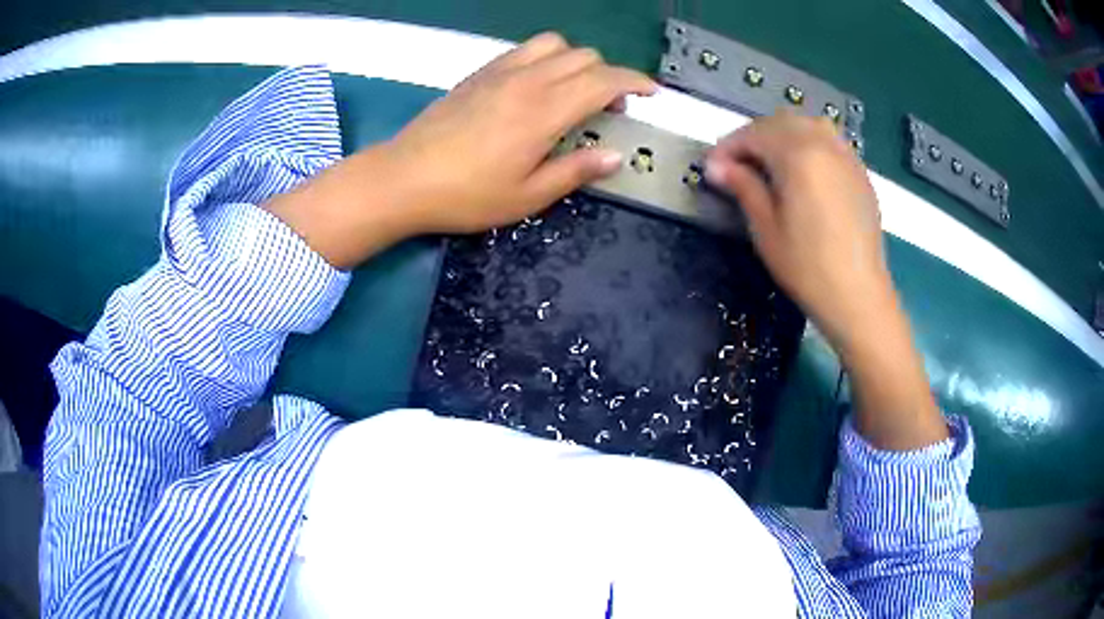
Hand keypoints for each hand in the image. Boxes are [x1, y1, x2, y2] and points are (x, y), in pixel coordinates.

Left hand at [383, 32, 655, 233]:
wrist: (403, 178)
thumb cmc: (467, 195)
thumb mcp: (528, 196)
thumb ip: (576, 171)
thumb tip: (614, 156)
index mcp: (545, 111)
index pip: (604, 80)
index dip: (635, 83)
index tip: (651, 94)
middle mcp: (527, 80)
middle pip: (585, 56)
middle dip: (610, 75)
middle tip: (609, 109)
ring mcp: (500, 71)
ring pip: (555, 44)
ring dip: (577, 61)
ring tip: (574, 91)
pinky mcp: (479, 73)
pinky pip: (524, 50)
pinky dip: (546, 58)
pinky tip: (538, 86)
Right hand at [704, 113, 890, 351]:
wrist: (859, 295)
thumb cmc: (807, 268)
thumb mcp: (766, 229)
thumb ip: (743, 187)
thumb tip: (716, 166)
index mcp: (798, 156)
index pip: (754, 134)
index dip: (728, 147)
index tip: (711, 168)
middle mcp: (824, 144)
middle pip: (780, 122)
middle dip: (753, 136)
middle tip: (736, 164)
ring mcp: (846, 156)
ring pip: (807, 125)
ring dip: (781, 134)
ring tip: (768, 162)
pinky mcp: (859, 171)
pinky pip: (829, 140)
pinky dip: (808, 142)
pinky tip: (802, 169)